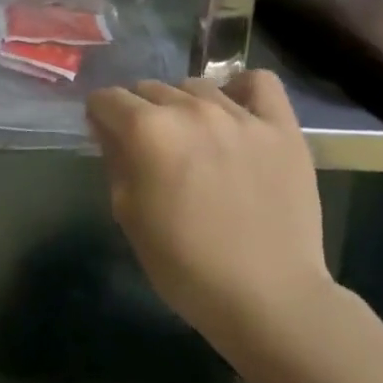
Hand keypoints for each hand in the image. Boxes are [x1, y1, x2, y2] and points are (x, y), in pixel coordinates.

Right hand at [86, 71, 334, 361]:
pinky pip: (259, 82)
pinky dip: (242, 90)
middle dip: (141, 113)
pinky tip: (237, 113)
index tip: (108, 139)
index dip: (101, 118)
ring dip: (185, 107)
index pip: (107, 98)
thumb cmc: (186, 265)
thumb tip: (109, 130)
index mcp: (147, 130)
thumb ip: (114, 161)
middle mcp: (190, 109)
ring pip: (196, 86)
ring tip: (197, 141)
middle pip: (149, 88)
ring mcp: (239, 115)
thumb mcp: (128, 215)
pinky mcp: (281, 128)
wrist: (270, 300)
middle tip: (154, 150)